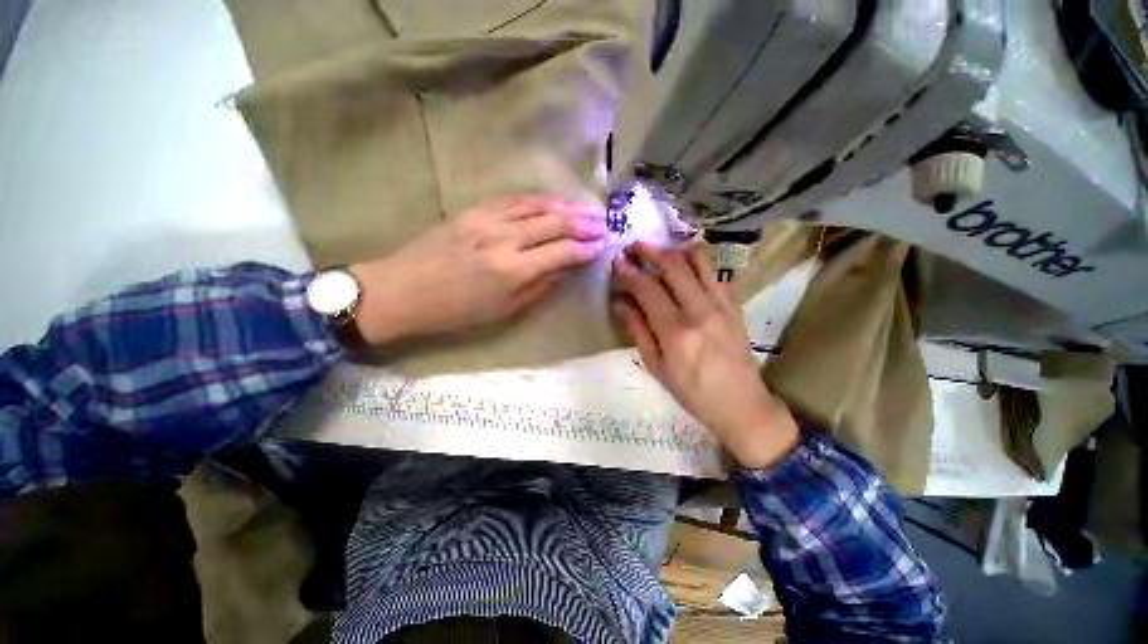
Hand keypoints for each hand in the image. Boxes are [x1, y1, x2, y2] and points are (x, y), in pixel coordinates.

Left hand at [350, 195, 605, 343]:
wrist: (402, 291)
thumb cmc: (455, 312)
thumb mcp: (503, 310)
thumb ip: (538, 287)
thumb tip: (564, 269)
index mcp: (512, 270)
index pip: (561, 252)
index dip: (585, 248)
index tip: (602, 246)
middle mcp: (504, 239)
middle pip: (554, 223)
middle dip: (583, 223)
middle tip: (603, 223)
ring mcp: (486, 219)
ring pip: (536, 206)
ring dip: (566, 206)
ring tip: (587, 209)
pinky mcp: (473, 210)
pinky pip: (513, 200)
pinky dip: (538, 200)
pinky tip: (553, 201)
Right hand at [611, 242, 797, 468]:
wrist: (741, 404)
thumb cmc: (691, 392)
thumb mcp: (656, 367)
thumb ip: (637, 330)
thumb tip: (619, 302)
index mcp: (676, 331)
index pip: (647, 289)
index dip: (628, 272)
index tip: (616, 262)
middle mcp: (700, 310)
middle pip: (673, 265)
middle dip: (649, 251)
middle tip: (633, 248)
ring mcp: (722, 304)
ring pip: (698, 260)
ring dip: (674, 250)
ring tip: (659, 252)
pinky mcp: (734, 303)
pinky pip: (714, 271)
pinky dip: (696, 261)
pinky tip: (684, 267)